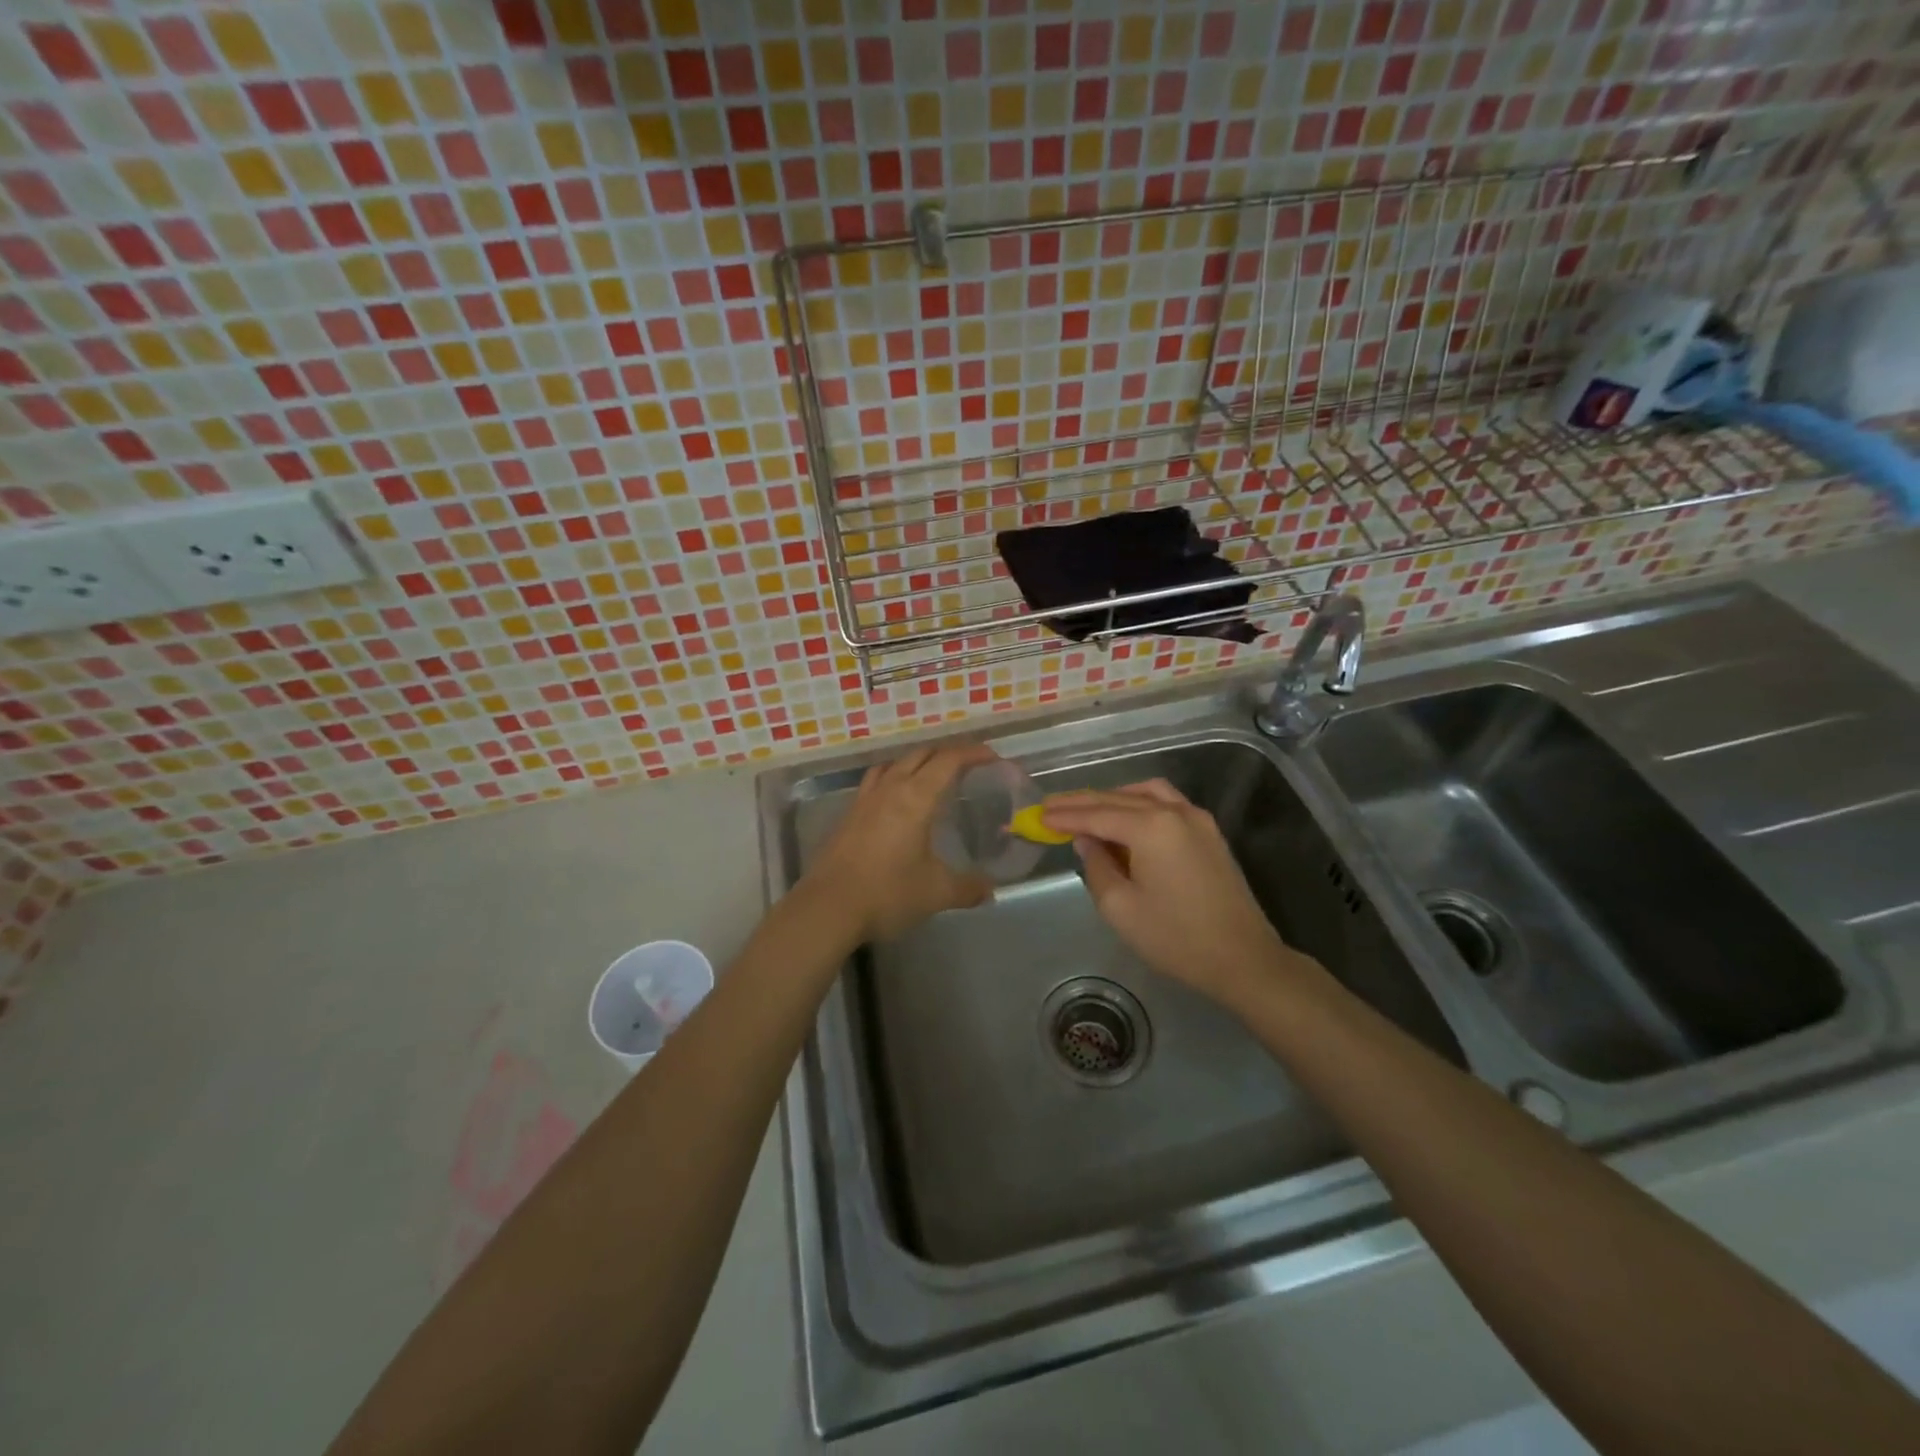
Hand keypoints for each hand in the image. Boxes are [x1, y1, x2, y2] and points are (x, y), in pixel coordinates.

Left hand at [804, 743, 996, 941]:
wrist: (828, 908)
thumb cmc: (887, 893)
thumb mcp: (936, 892)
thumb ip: (967, 888)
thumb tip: (990, 890)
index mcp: (916, 798)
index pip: (948, 761)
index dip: (972, 753)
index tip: (992, 757)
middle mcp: (890, 789)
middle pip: (920, 755)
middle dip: (947, 754)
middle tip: (968, 766)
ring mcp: (864, 800)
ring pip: (894, 764)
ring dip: (917, 762)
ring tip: (931, 778)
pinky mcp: (848, 815)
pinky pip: (875, 782)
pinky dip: (893, 779)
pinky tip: (896, 802)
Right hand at [1041, 780, 1308, 1006]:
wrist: (1243, 959)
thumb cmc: (1176, 938)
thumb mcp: (1121, 908)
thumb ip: (1096, 866)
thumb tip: (1086, 841)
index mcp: (1151, 827)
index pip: (1096, 815)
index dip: (1064, 816)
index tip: (1036, 816)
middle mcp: (1174, 811)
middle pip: (1118, 799)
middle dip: (1081, 803)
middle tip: (1049, 808)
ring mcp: (1196, 818)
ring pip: (1144, 794)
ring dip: (1111, 799)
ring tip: (1084, 810)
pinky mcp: (1208, 832)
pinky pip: (1165, 803)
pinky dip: (1138, 803)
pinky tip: (1124, 817)